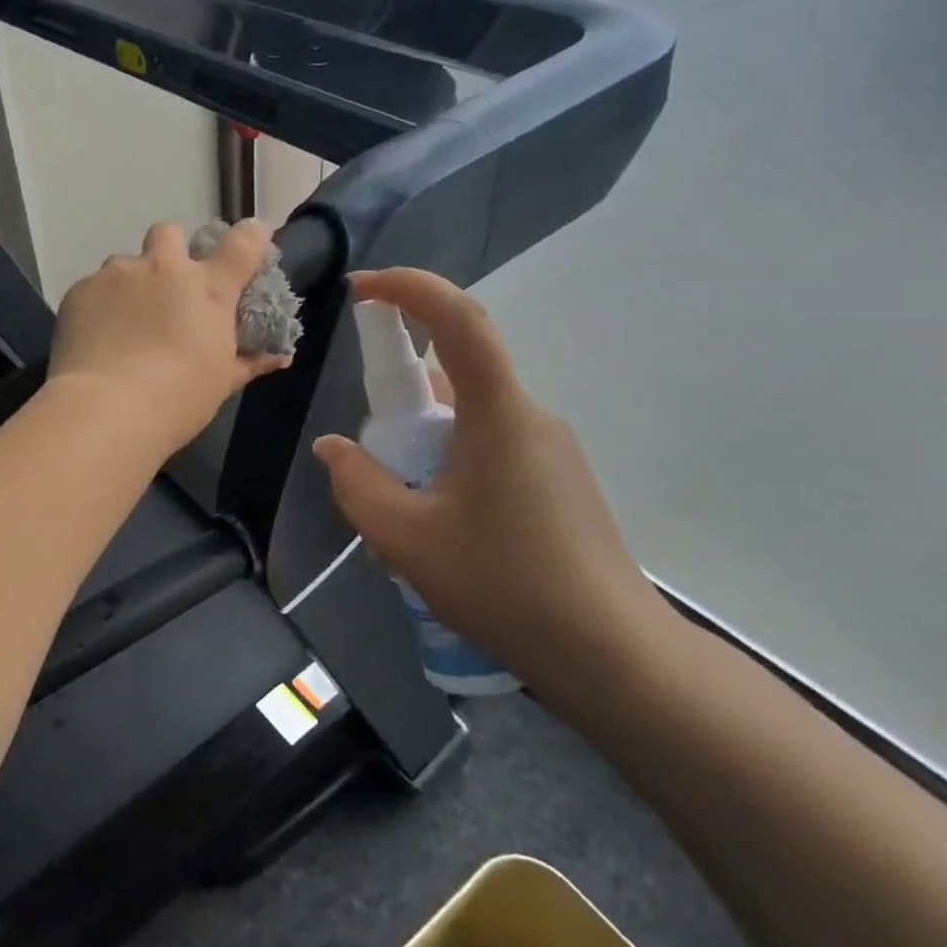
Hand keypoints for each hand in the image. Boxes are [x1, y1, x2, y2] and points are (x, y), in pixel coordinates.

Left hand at [50, 220, 291, 453]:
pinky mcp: (81, 290)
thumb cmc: (178, 399)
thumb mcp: (221, 383)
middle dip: (170, 250)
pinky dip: (99, 306)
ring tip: (124, 321)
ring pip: (126, 262)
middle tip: (167, 285)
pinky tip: (96, 337)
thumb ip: (249, 361)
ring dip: (130, 283)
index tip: (253, 239)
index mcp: (208, 288)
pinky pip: (94, 287)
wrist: (107, 409)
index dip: (252, 235)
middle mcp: (163, 268)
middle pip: (169, 232)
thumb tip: (279, 357)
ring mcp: (118, 275)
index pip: (243, 242)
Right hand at [311, 268, 680, 707]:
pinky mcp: (558, 481)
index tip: (360, 290)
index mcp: (498, 414)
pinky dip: (449, 466)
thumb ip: (356, 483)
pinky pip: (488, 449)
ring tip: (404, 516)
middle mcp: (529, 416)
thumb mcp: (404, 537)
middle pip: (455, 376)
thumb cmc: (503, 585)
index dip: (408, 288)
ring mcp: (550, 449)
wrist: (613, 658)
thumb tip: (333, 448)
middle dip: (401, 402)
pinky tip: (441, 529)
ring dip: (424, 445)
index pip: (458, 319)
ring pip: (468, 420)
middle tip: (372, 462)